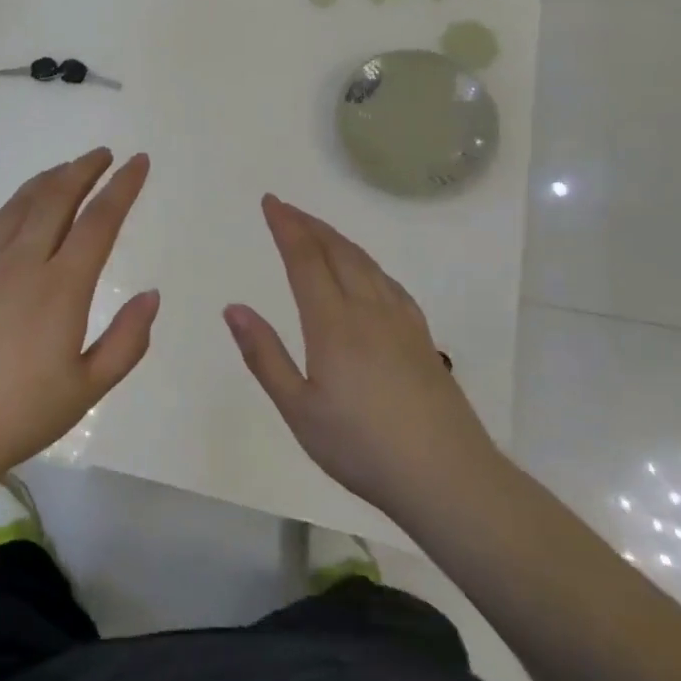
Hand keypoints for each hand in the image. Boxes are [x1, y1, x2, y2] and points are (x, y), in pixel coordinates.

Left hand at [0, 149, 158, 494]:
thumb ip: (126, 341)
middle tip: (103, 154)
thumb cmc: (16, 417)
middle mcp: (21, 263)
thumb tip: (151, 295)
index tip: (139, 162)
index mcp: (61, 287)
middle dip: (83, 169)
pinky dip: (4, 210)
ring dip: (45, 181)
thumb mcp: (86, 390)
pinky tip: (10, 213)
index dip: (122, 187)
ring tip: (64, 171)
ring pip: (17, 206)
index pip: (99, 221)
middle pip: (55, 198)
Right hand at [224, 195, 501, 527]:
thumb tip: (233, 307)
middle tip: (286, 208)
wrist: (447, 478)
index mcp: (334, 324)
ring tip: (318, 231)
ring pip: (367, 264)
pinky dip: (368, 264)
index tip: (270, 203)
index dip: (287, 227)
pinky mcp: (422, 340)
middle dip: (310, 225)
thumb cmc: (361, 448)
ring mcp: (401, 323)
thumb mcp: (298, 409)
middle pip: (338, 252)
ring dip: (338, 239)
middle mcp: (369, 311)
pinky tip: (367, 273)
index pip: (305, 260)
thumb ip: (264, 355)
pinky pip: (390, 284)